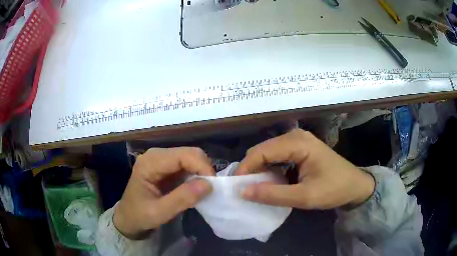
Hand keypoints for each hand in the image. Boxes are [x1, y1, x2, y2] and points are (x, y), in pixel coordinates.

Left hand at [114, 147, 214, 238]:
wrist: (128, 218)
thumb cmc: (139, 216)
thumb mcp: (159, 212)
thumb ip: (182, 199)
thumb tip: (209, 185)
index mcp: (150, 162)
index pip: (184, 155)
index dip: (202, 167)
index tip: (213, 187)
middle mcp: (156, 155)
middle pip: (189, 152)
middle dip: (204, 169)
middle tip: (210, 190)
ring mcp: (161, 159)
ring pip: (191, 157)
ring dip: (201, 172)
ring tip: (205, 190)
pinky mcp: (166, 167)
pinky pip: (187, 165)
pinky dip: (196, 175)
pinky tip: (196, 188)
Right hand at [235, 129, 374, 209]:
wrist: (355, 186)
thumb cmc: (334, 189)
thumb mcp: (304, 196)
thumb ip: (273, 194)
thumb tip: (242, 192)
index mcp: (297, 143)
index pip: (261, 151)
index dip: (245, 169)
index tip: (236, 187)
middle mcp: (295, 136)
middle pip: (262, 149)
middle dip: (250, 169)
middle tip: (243, 189)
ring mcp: (298, 141)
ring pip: (268, 152)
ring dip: (259, 169)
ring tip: (253, 187)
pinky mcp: (300, 148)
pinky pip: (277, 156)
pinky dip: (270, 168)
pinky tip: (269, 181)